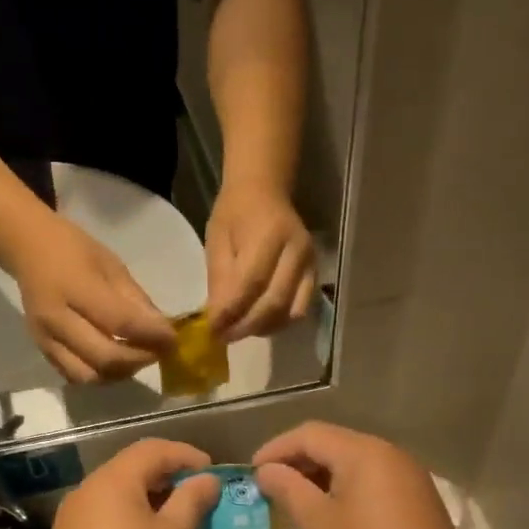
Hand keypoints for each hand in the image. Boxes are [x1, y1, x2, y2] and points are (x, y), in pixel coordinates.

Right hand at [11, 215, 175, 383]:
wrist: (27, 248)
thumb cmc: (74, 249)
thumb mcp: (112, 265)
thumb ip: (136, 300)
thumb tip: (162, 330)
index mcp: (75, 288)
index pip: (120, 322)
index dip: (152, 335)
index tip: (172, 339)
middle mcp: (56, 319)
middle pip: (105, 357)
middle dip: (140, 359)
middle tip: (158, 351)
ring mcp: (45, 338)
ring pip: (89, 375)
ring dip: (119, 373)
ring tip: (136, 358)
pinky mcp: (41, 350)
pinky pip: (73, 375)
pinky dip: (99, 374)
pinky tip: (114, 361)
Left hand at [36, 440, 220, 528]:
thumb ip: (190, 501)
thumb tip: (207, 479)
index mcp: (111, 482)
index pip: (151, 449)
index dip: (185, 454)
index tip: (213, 472)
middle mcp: (85, 492)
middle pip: (131, 468)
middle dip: (168, 476)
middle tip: (200, 495)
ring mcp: (71, 520)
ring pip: (117, 494)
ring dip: (150, 498)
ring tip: (180, 519)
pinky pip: (104, 516)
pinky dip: (130, 518)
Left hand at [205, 181, 315, 339]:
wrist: (265, 190)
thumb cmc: (235, 213)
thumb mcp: (217, 240)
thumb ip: (219, 279)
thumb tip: (217, 319)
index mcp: (269, 235)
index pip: (251, 283)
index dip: (231, 311)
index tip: (212, 329)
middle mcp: (296, 251)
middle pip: (275, 302)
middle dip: (247, 326)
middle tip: (224, 337)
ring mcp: (310, 263)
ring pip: (291, 311)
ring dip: (264, 327)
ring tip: (240, 330)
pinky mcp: (315, 273)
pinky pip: (301, 308)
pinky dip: (279, 321)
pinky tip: (259, 322)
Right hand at [254, 422, 481, 528]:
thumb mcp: (319, 524)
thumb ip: (288, 489)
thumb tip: (267, 470)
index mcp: (364, 452)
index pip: (309, 434)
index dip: (275, 450)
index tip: (251, 474)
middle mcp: (390, 454)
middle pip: (333, 445)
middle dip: (297, 464)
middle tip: (269, 490)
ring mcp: (409, 478)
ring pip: (354, 465)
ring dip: (320, 479)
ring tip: (295, 506)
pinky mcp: (419, 502)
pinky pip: (373, 483)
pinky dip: (345, 492)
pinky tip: (331, 519)